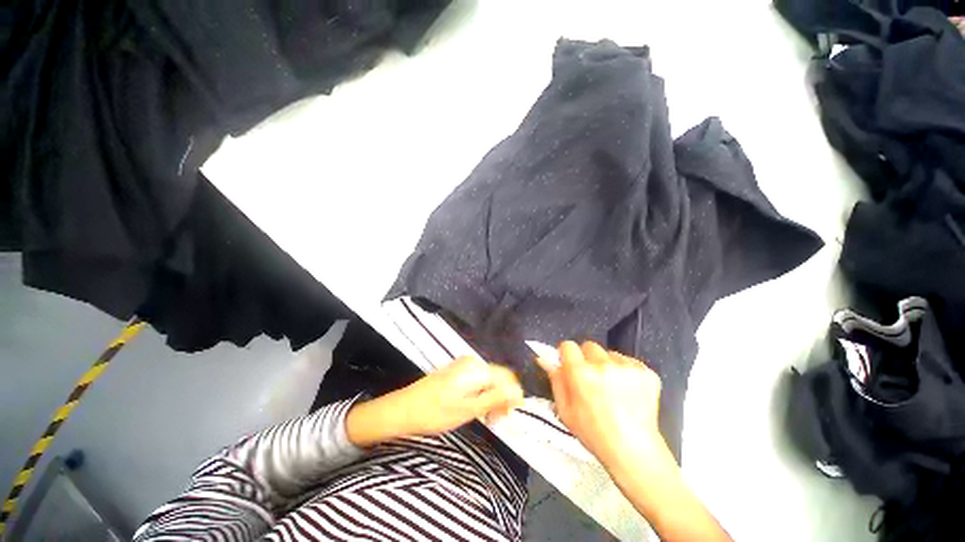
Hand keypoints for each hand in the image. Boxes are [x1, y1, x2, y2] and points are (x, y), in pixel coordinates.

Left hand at [347, 357, 523, 446]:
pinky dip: (481, 395)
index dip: (512, 396)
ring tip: (487, 419)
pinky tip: (476, 409)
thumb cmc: (437, 412)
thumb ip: (496, 398)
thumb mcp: (469, 409)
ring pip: (487, 381)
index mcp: (477, 369)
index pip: (507, 377)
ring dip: (491, 398)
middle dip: (501, 398)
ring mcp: (463, 366)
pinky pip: (476, 381)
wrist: (403, 409)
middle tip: (497, 421)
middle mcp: (472, 362)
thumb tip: (518, 392)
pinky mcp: (456, 372)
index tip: (510, 415)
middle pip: (498, 378)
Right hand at [535, 341, 665, 469]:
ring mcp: (627, 367)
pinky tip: (627, 390)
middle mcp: (603, 365)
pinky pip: (628, 361)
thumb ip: (555, 380)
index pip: (568, 345)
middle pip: (589, 346)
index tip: (569, 366)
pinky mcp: (646, 372)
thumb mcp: (565, 410)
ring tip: (612, 387)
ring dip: (607, 365)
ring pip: (609, 353)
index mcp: (581, 373)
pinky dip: (625, 371)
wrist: (633, 451)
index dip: (567, 355)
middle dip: (587, 359)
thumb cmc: (594, 433)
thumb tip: (545, 359)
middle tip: (591, 379)